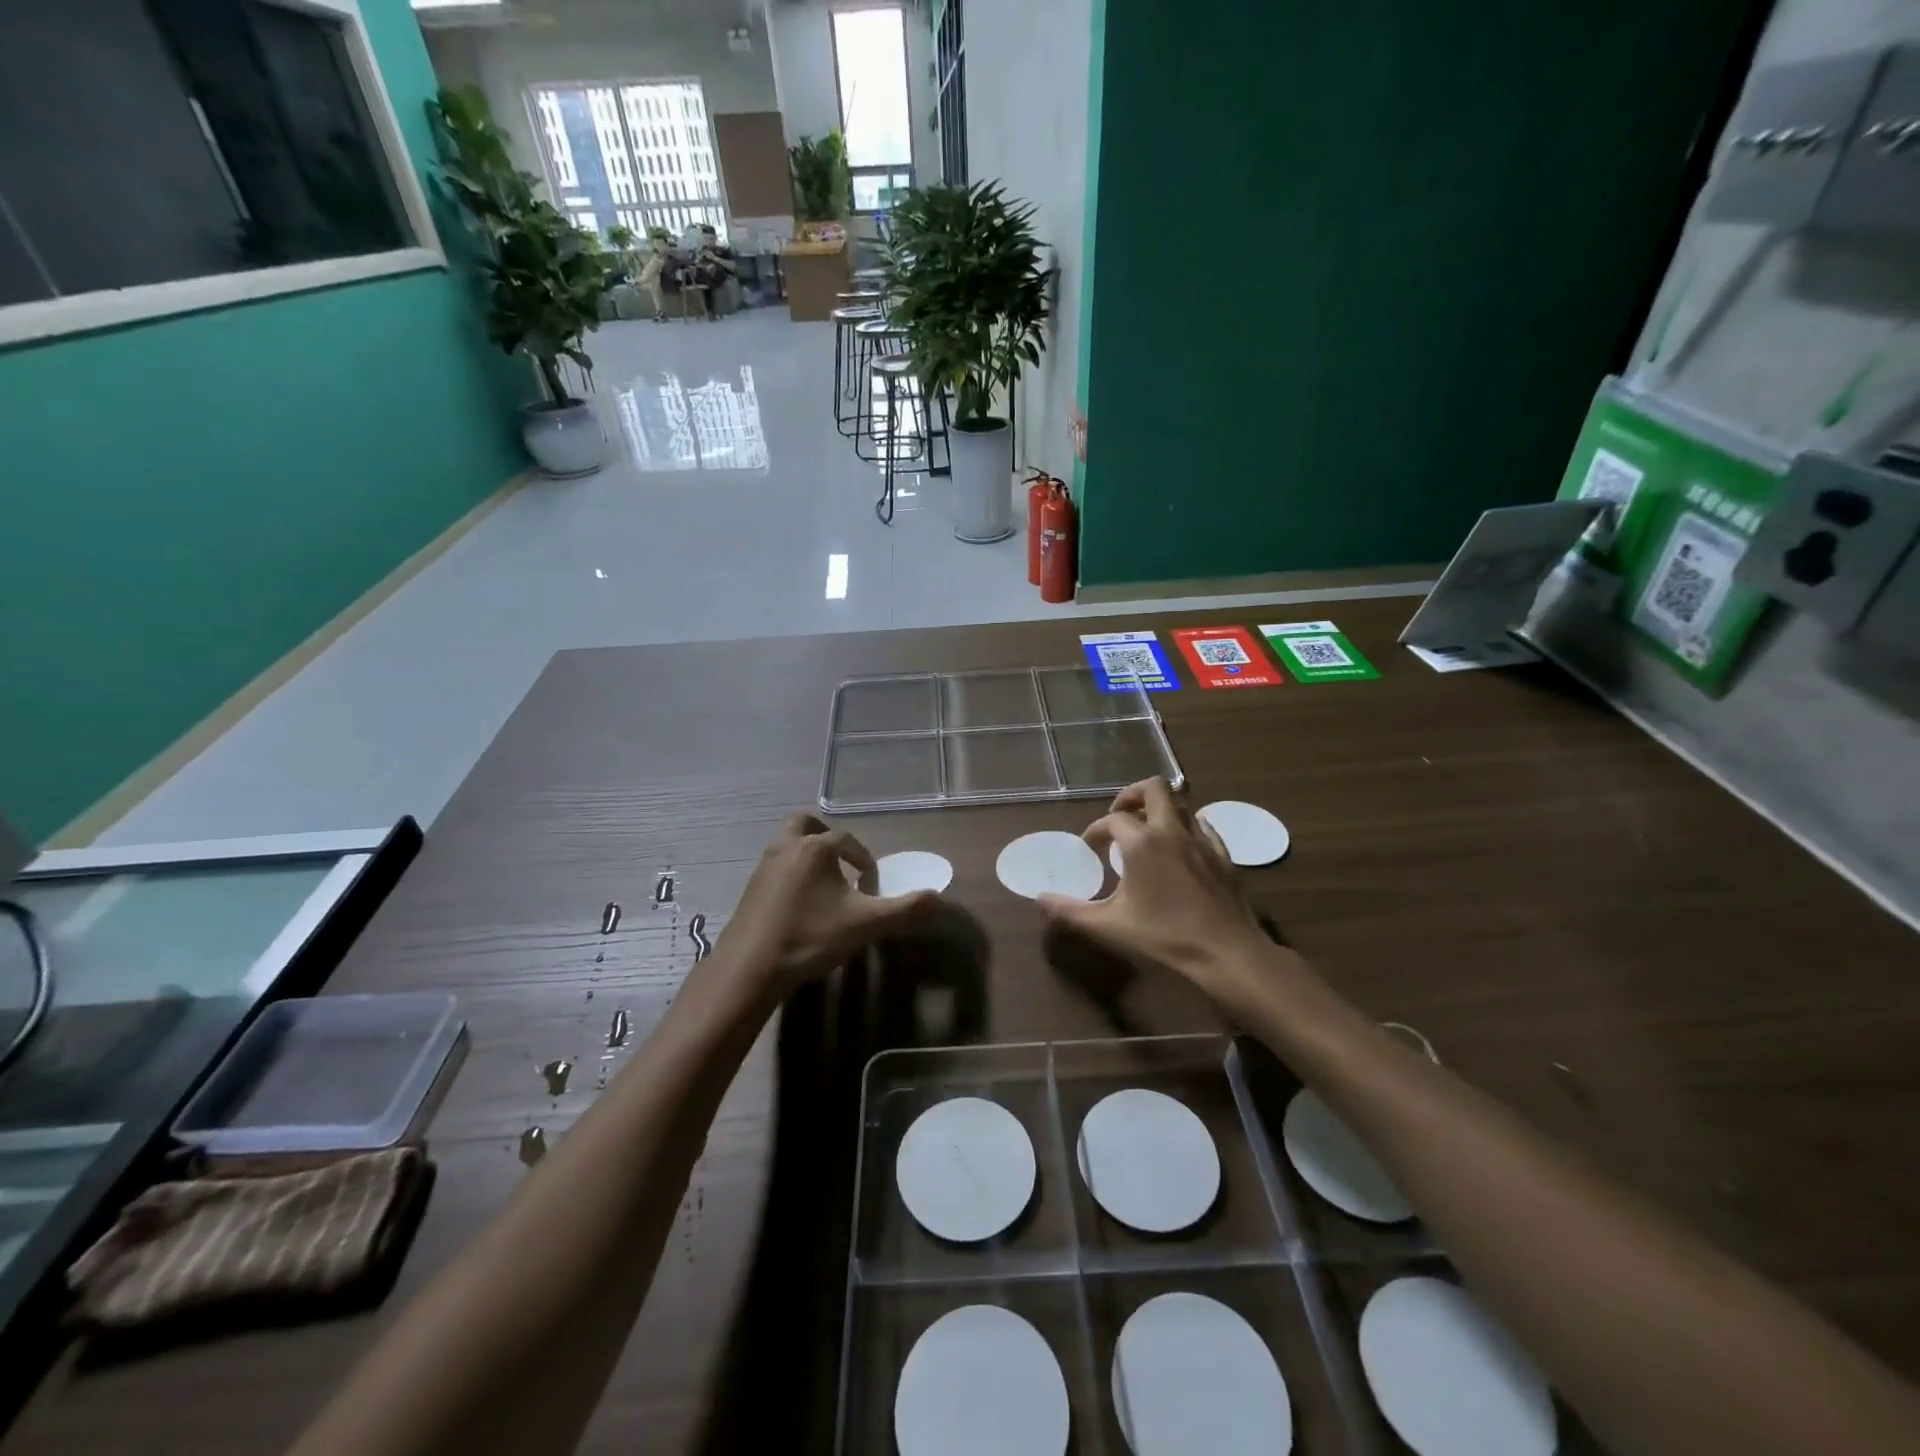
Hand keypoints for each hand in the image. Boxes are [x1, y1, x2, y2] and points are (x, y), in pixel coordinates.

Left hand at [710, 812, 935, 1004]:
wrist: (749, 967)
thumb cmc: (810, 936)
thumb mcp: (866, 924)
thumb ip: (904, 909)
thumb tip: (940, 899)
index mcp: (816, 848)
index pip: (847, 840)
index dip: (863, 858)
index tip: (871, 883)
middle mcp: (787, 847)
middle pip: (804, 824)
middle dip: (824, 835)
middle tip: (840, 859)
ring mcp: (764, 867)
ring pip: (787, 845)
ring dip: (806, 856)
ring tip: (823, 886)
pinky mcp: (749, 889)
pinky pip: (775, 868)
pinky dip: (790, 875)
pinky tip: (800, 906)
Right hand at [1038, 778, 1277, 1012]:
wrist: (1227, 952)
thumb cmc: (1164, 936)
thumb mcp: (1110, 926)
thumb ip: (1071, 912)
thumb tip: (1040, 900)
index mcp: (1142, 842)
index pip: (1112, 820)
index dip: (1096, 830)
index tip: (1089, 847)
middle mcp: (1172, 831)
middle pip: (1154, 788)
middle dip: (1132, 795)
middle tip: (1119, 816)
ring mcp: (1202, 841)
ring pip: (1181, 805)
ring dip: (1161, 810)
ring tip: (1147, 832)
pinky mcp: (1223, 856)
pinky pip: (1204, 827)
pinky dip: (1187, 828)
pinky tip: (1180, 849)